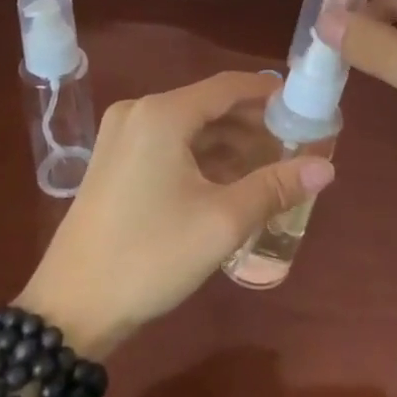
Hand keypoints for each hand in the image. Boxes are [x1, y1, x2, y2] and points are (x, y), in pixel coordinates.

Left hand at [18, 72, 333, 353]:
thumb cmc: (150, 257)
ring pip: (190, 125)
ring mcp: (121, 137)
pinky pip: (169, 143)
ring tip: (270, 164)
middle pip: (209, 104)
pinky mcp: (113, 162)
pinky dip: (202, 155)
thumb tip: (326, 167)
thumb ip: (275, 186)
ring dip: (229, 141)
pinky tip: (230, 179)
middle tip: (294, 142)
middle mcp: (139, 113)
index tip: (304, 105)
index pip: (228, 86)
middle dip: (253, 122)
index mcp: (162, 114)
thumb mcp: (222, 222)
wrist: (70, 310)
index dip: (269, 92)